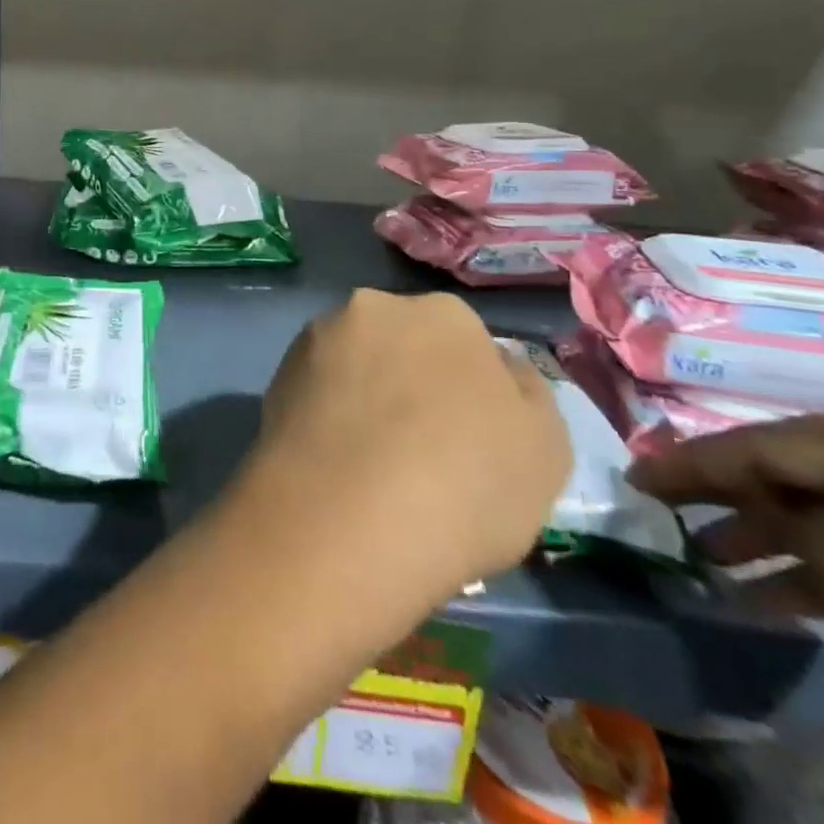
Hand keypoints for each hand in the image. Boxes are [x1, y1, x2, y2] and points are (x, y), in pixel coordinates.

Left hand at [225, 290, 569, 659]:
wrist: (347, 517)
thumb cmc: (466, 483)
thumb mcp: (545, 450)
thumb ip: (526, 395)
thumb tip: (502, 368)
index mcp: (445, 314)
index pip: (466, 341)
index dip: (470, 390)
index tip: (468, 437)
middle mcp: (375, 306)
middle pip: (403, 342)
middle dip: (411, 380)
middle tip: (418, 446)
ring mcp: (318, 337)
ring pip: (355, 364)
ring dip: (364, 394)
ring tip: (369, 460)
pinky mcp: (277, 373)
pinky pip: (317, 390)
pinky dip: (327, 414)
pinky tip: (334, 461)